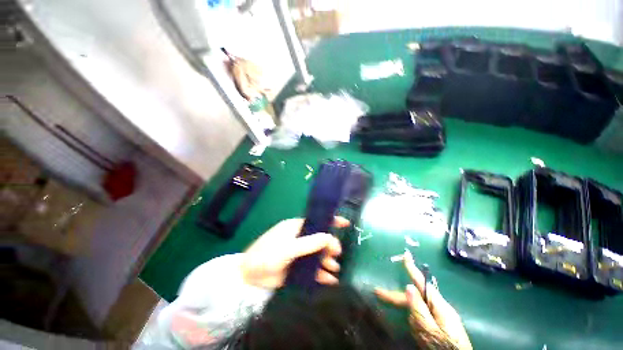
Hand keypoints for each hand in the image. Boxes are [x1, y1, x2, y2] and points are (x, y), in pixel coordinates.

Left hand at [241, 217, 349, 288]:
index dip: (331, 221)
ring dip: (328, 260)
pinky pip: (313, 270)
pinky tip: (330, 281)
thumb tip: (328, 237)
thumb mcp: (287, 248)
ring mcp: (300, 254)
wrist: (249, 275)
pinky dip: (322, 274)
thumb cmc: (267, 254)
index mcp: (296, 228)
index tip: (345, 223)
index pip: (317, 221)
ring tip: (334, 268)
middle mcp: (300, 239)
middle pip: (320, 239)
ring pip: (319, 255)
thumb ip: (308, 243)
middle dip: (330, 245)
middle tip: (336, 253)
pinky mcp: (298, 268)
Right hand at [375, 250, 471, 349]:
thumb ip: (419, 309)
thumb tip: (408, 287)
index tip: (405, 255)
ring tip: (420, 334)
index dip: (412, 269)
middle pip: (415, 296)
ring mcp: (440, 316)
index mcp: (440, 306)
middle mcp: (440, 307)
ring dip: (413, 319)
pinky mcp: (439, 324)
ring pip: (417, 309)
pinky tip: (421, 335)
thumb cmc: (445, 347)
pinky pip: (422, 318)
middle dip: (399, 298)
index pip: (422, 282)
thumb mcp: (430, 331)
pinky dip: (418, 324)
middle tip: (379, 293)